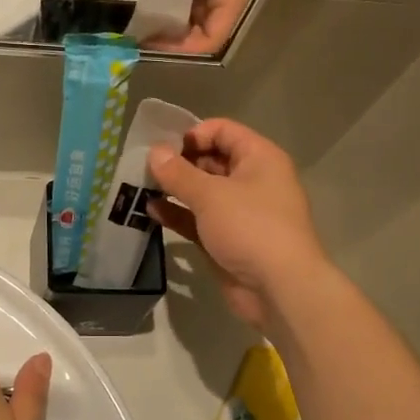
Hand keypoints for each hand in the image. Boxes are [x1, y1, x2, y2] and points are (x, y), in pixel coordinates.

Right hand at [148, 119, 328, 329]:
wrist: (279, 289)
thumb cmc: (250, 228)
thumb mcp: (210, 195)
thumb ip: (178, 173)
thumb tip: (154, 152)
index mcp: (259, 158)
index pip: (223, 130)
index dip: (192, 134)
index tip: (163, 147)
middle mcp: (252, 180)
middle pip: (211, 160)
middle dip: (178, 163)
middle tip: (145, 168)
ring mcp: (240, 212)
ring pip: (203, 192)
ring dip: (174, 189)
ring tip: (140, 187)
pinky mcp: (227, 240)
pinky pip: (199, 219)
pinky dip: (178, 214)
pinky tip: (150, 212)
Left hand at [151, 0, 264, 53]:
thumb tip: (149, 20)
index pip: (214, 37)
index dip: (185, 46)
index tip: (155, 43)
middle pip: (207, 28)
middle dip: (177, 34)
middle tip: (144, 33)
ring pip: (200, 13)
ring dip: (175, 17)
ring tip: (146, 19)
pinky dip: (177, 0)